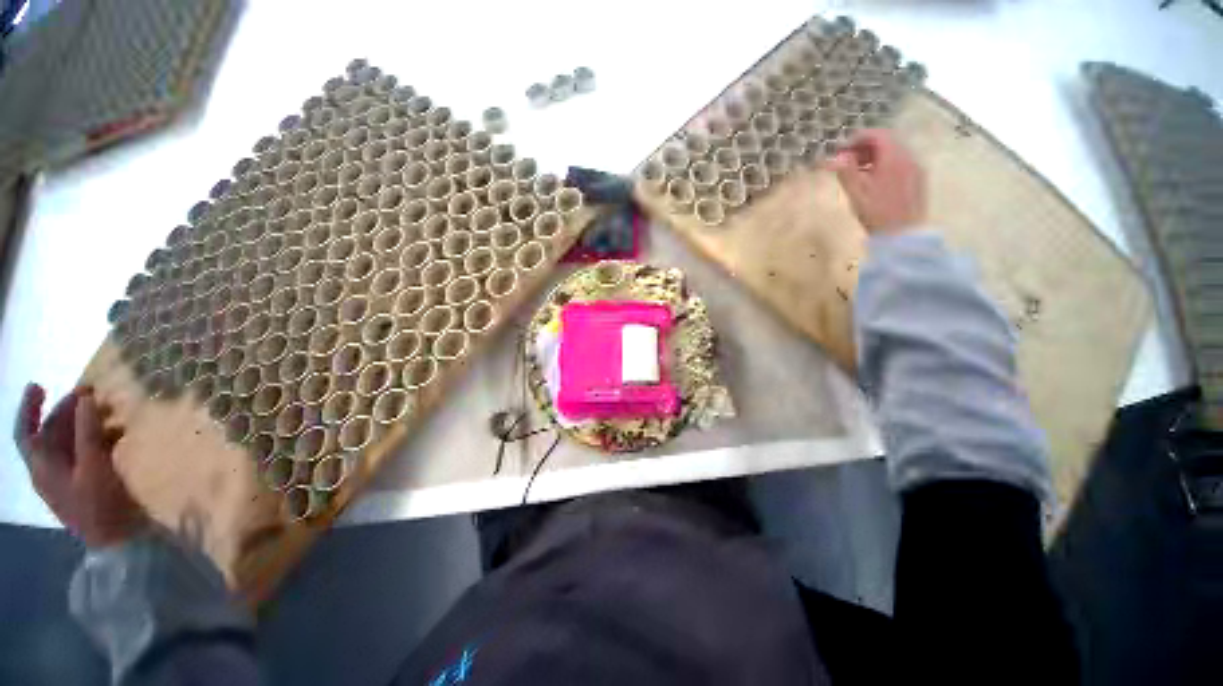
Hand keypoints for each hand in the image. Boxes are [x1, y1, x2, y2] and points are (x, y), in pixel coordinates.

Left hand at [14, 384, 147, 547]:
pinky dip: (94, 440)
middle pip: (49, 434)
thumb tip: (85, 398)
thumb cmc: (100, 504)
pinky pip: (82, 455)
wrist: (116, 542)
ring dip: (83, 425)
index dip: (29, 408)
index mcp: (42, 467)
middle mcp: (47, 471)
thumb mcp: (94, 467)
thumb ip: (88, 433)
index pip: (26, 432)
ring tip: (106, 413)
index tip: (39, 385)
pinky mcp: (81, 485)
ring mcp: (64, 480)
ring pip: (67, 444)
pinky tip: (114, 436)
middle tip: (90, 395)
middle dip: (66, 412)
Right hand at [828, 129, 926, 234]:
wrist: (902, 235)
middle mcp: (909, 157)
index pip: (876, 135)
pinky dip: (886, 164)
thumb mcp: (856, 193)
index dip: (857, 139)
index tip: (841, 150)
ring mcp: (916, 168)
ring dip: (876, 156)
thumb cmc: (877, 214)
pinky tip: (875, 180)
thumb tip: (836, 158)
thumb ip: (846, 172)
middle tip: (848, 161)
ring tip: (859, 172)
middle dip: (866, 147)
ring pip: (895, 151)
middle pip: (887, 140)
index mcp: (894, 158)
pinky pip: (902, 162)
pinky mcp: (919, 179)